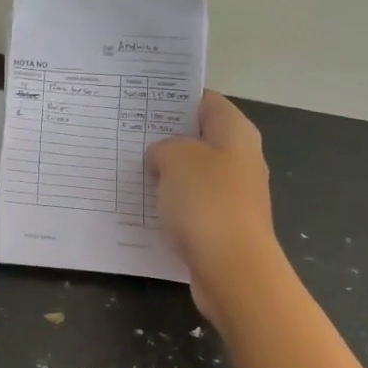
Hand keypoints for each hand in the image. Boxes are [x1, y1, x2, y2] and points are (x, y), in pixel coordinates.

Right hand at [146, 91, 279, 320]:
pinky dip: (171, 204)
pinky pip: (191, 205)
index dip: (174, 99)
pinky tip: (144, 207)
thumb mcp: (176, 159)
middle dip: (166, 137)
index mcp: (236, 133)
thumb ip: (164, 146)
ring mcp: (233, 194)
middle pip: (199, 138)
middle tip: (127, 136)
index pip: (205, 101)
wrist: (232, 269)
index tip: (140, 103)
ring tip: (128, 170)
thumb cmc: (206, 203)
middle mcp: (240, 159)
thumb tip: (162, 155)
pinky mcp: (223, 224)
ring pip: (193, 174)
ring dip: (166, 173)